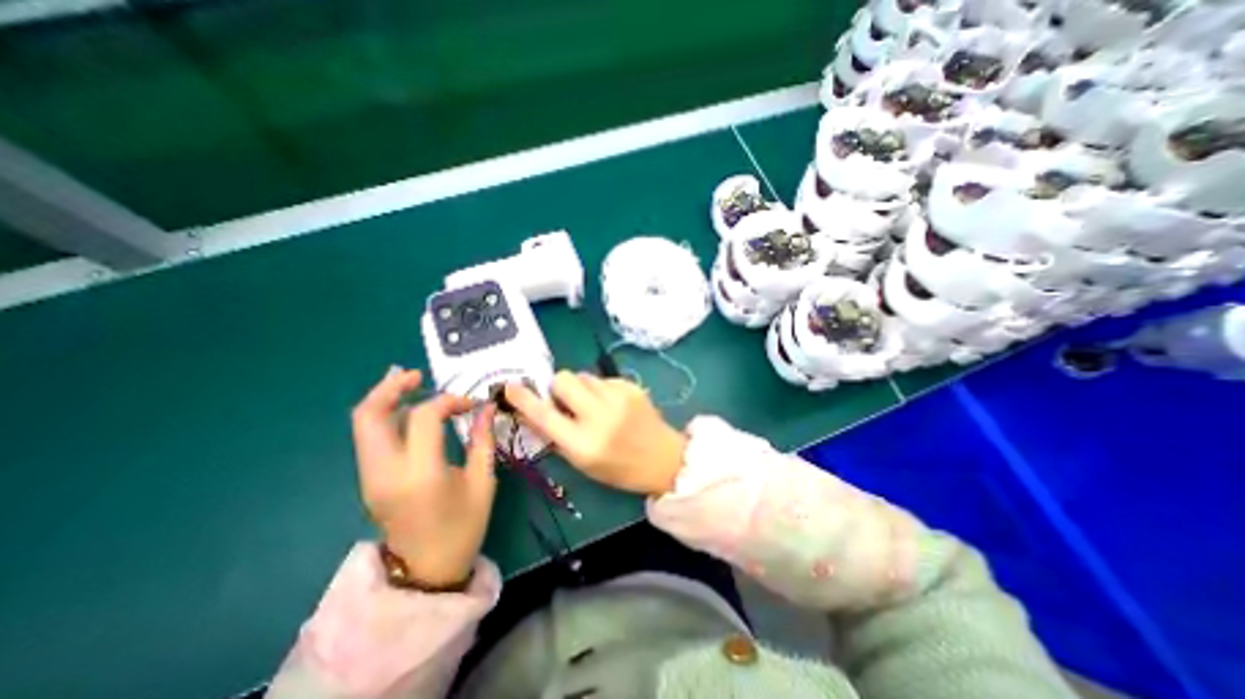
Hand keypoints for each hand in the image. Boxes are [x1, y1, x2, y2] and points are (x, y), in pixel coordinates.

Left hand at [350, 370, 495, 585]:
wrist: (427, 572)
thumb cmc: (463, 527)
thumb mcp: (482, 482)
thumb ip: (482, 440)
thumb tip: (486, 407)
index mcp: (420, 474)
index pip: (422, 417)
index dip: (447, 401)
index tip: (469, 404)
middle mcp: (385, 472)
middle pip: (369, 416)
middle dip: (390, 387)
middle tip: (415, 374)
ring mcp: (370, 477)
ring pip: (363, 425)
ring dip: (384, 399)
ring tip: (408, 382)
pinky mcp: (369, 480)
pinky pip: (371, 438)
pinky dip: (385, 417)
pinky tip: (406, 410)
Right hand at [503, 371, 684, 496]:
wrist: (663, 458)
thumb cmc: (619, 468)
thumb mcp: (582, 463)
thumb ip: (556, 436)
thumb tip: (534, 410)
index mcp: (583, 444)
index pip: (544, 415)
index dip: (524, 399)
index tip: (510, 386)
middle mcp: (599, 416)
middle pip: (563, 379)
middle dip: (558, 388)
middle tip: (566, 400)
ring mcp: (618, 398)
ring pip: (582, 375)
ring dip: (580, 387)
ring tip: (593, 404)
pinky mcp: (631, 387)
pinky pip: (602, 378)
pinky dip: (600, 389)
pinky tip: (612, 404)